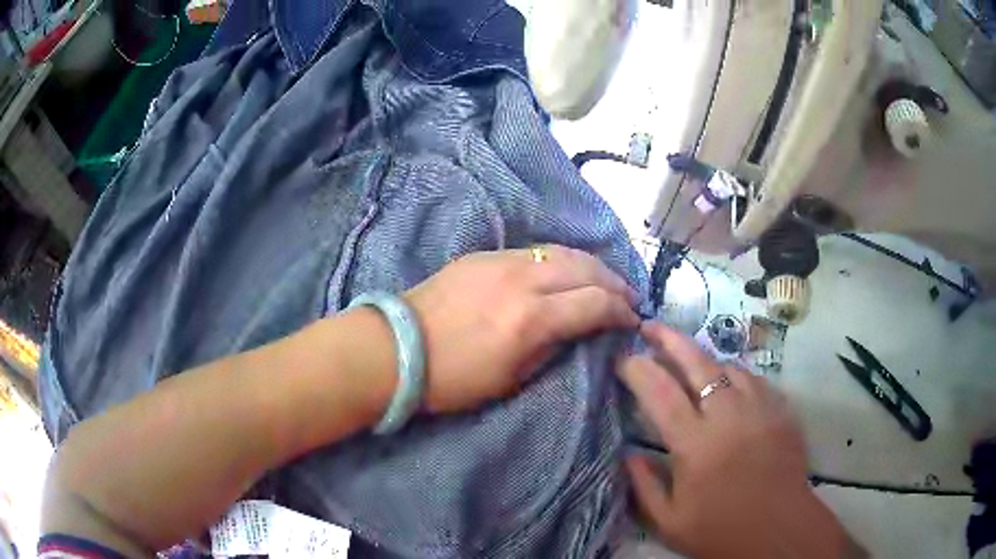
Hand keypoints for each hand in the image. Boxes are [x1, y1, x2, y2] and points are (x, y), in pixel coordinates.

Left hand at [405, 245, 639, 412]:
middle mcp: (523, 280)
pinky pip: (535, 250)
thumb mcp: (512, 379)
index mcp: (532, 319)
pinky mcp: (484, 255)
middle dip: (615, 283)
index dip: (621, 312)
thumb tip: (578, 330)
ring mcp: (502, 261)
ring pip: (563, 252)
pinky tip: (566, 271)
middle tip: (629, 298)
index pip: (595, 303)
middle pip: (586, 269)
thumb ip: (552, 348)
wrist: (397, 348)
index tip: (632, 322)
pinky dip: (561, 259)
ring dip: (592, 266)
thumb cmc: (454, 378)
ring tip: (605, 281)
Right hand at [618, 323, 853, 558]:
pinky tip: (728, 387)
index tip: (622, 357)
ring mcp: (760, 408)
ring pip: (728, 365)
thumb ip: (643, 485)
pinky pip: (753, 379)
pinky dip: (734, 376)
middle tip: (649, 326)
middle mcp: (728, 416)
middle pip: (696, 362)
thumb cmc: (720, 530)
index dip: (637, 368)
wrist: (779, 529)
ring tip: (690, 365)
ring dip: (703, 361)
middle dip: (668, 338)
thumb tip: (628, 452)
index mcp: (695, 445)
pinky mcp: (781, 409)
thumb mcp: (668, 522)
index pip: (660, 393)